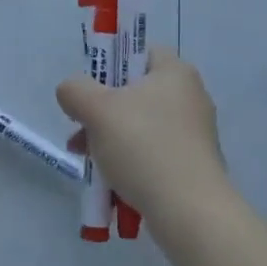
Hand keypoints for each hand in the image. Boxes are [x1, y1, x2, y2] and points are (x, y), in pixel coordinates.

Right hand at [57, 47, 229, 226]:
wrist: (190, 213)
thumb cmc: (144, 147)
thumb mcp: (97, 110)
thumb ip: (75, 90)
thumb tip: (71, 91)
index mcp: (175, 72)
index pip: (139, 52)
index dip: (111, 65)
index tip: (91, 89)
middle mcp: (191, 97)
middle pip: (135, 92)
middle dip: (102, 112)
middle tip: (80, 130)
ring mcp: (195, 134)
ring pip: (141, 126)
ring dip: (111, 140)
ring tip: (88, 162)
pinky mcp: (195, 166)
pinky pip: (154, 154)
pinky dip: (132, 162)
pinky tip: (112, 182)